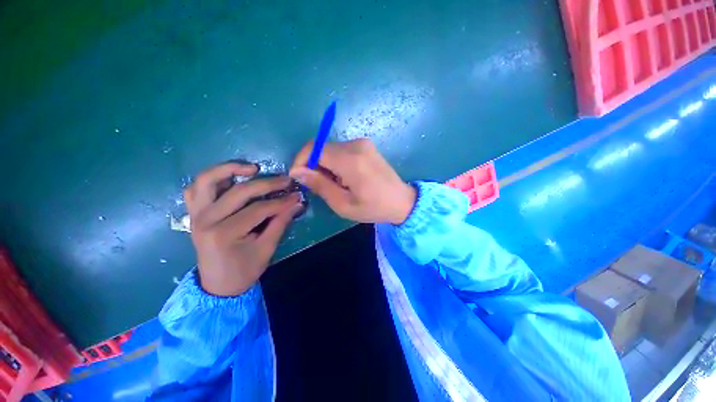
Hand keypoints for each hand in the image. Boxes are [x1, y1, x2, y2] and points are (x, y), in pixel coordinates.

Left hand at [184, 163, 303, 295]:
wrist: (218, 285)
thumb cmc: (244, 270)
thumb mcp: (267, 248)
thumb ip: (281, 222)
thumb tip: (297, 202)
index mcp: (224, 234)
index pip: (258, 209)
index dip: (281, 202)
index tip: (297, 195)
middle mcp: (206, 220)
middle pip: (239, 191)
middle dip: (267, 184)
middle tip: (285, 180)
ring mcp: (196, 214)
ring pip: (207, 180)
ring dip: (230, 169)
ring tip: (253, 168)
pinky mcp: (194, 213)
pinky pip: (196, 188)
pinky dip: (212, 178)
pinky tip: (229, 178)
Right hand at [289, 138, 415, 223]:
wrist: (402, 201)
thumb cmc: (373, 207)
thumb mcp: (343, 204)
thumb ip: (319, 185)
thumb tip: (297, 171)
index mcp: (350, 160)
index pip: (314, 148)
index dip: (301, 160)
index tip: (298, 177)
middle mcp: (356, 145)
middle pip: (322, 148)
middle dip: (313, 165)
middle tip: (318, 186)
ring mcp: (363, 143)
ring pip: (331, 149)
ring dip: (325, 165)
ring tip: (335, 185)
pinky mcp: (366, 146)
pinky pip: (342, 150)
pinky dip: (336, 162)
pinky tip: (344, 178)